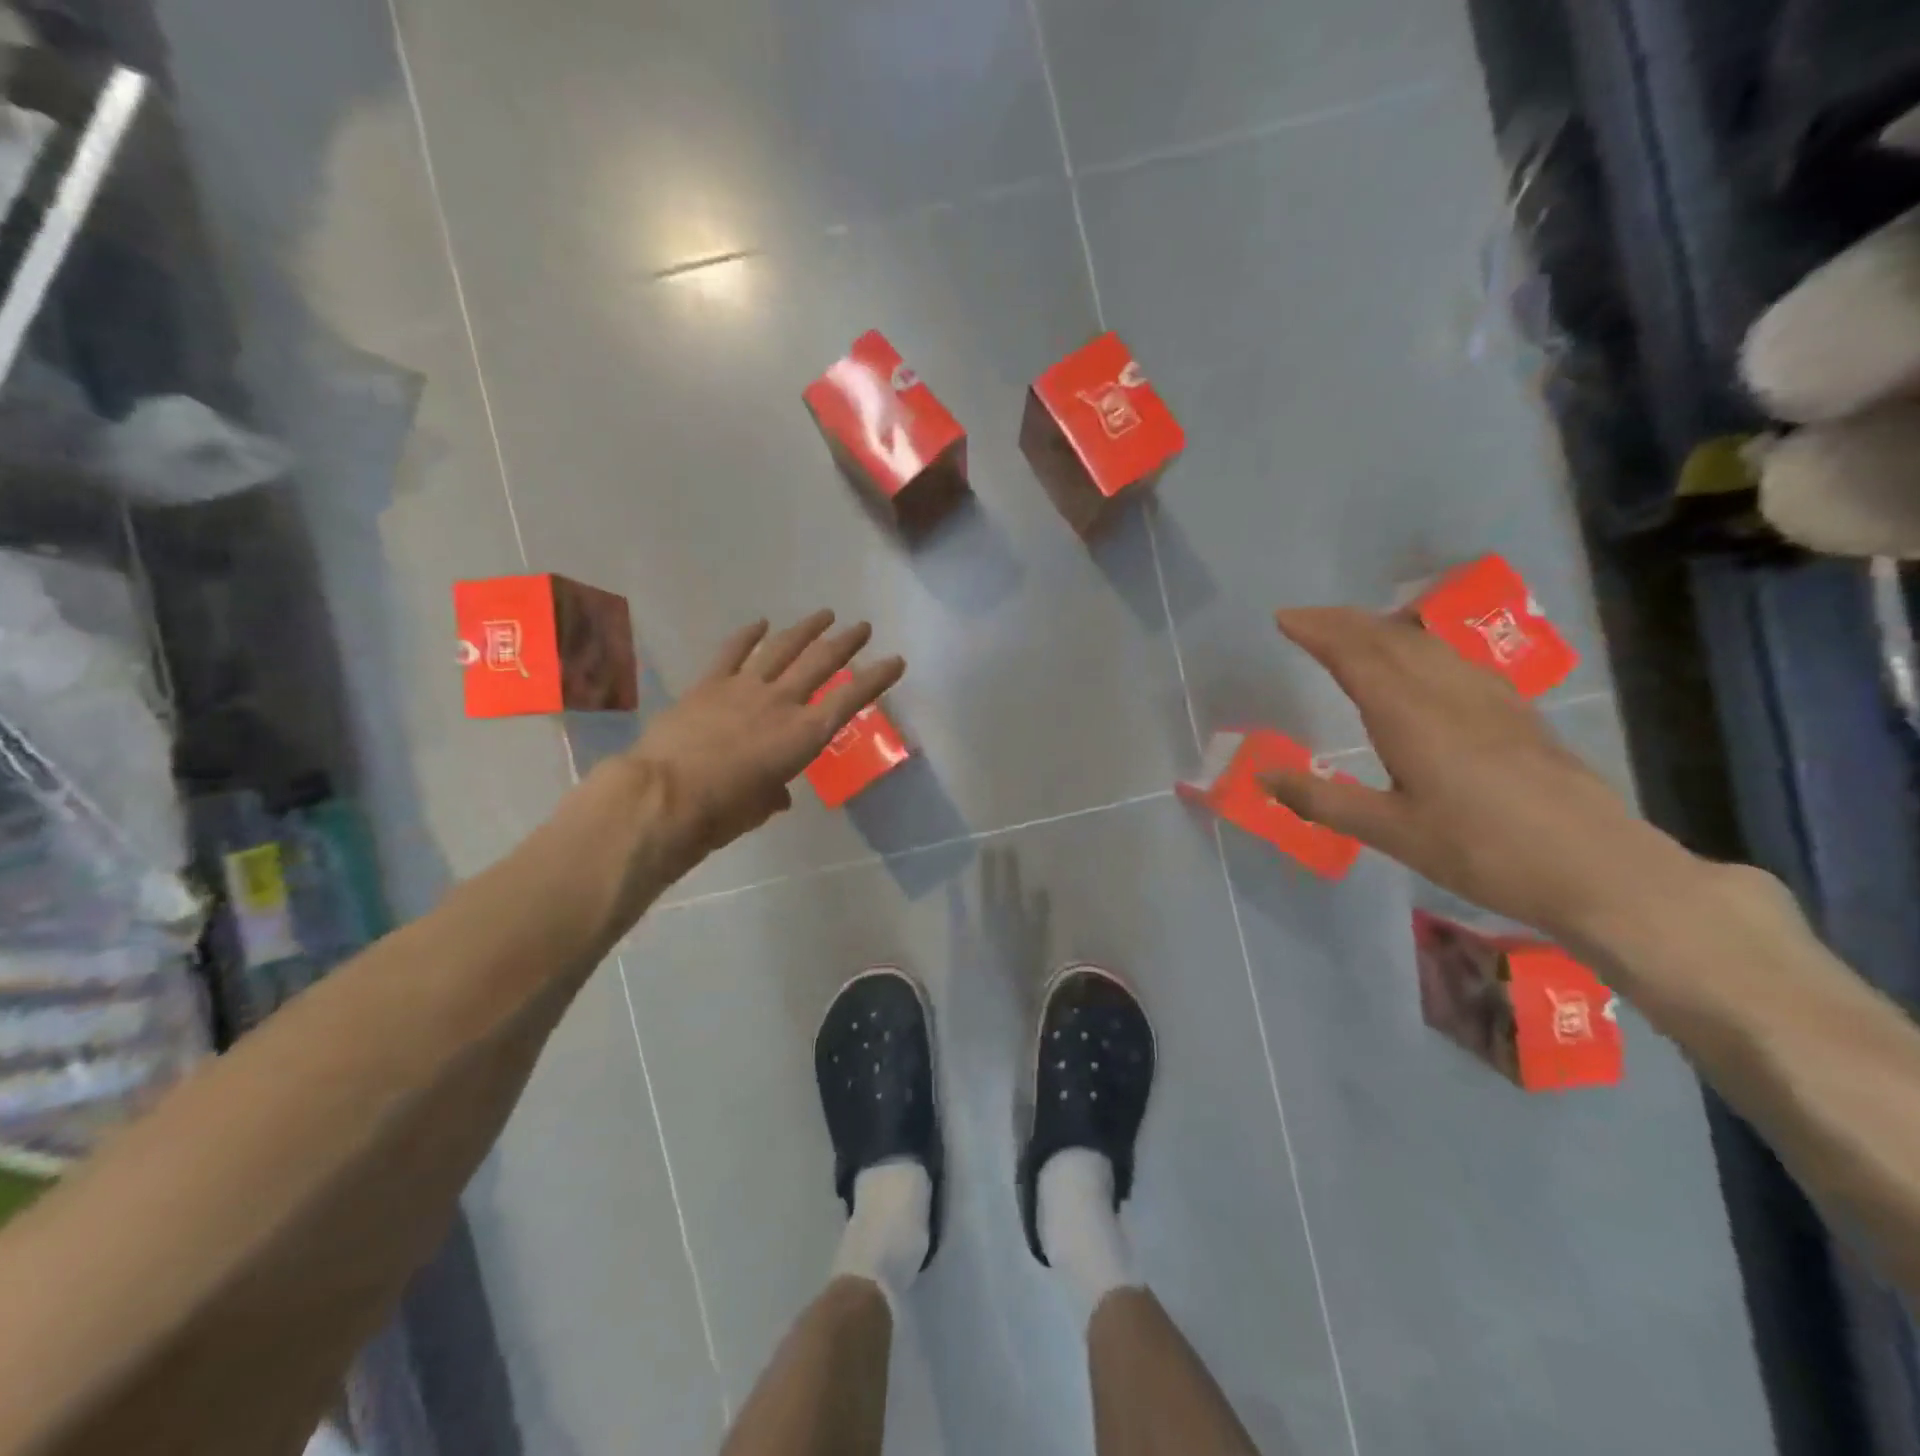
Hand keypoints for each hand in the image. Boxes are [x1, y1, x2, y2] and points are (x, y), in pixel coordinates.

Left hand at [621, 611, 905, 873]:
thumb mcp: (760, 807)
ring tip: (824, 615)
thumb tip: (776, 793)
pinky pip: (732, 652)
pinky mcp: (709, 684)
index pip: (850, 699)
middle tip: (862, 627)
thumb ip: (774, 793)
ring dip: (805, 629)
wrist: (665, 795)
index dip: (876, 678)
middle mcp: (781, 702)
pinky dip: (748, 636)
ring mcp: (743, 687)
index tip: (895, 661)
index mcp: (803, 735)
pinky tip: (760, 623)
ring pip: (782, 648)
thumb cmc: (722, 812)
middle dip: (845, 643)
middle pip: (820, 663)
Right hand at [1260, 607, 1699, 942]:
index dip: (1319, 631)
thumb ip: (1324, 800)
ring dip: (1382, 627)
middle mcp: (1449, 694)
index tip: (1284, 617)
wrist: (1599, 870)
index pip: (1356, 655)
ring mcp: (1490, 699)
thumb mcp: (1392, 833)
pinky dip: (1419, 645)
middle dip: (1343, 621)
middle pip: (1391, 638)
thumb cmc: (1484, 853)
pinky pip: (1455, 659)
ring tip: (1352, 629)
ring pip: (1427, 644)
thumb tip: (1263, 776)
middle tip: (1306, 618)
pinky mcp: (1517, 714)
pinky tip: (1422, 660)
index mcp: (1412, 717)